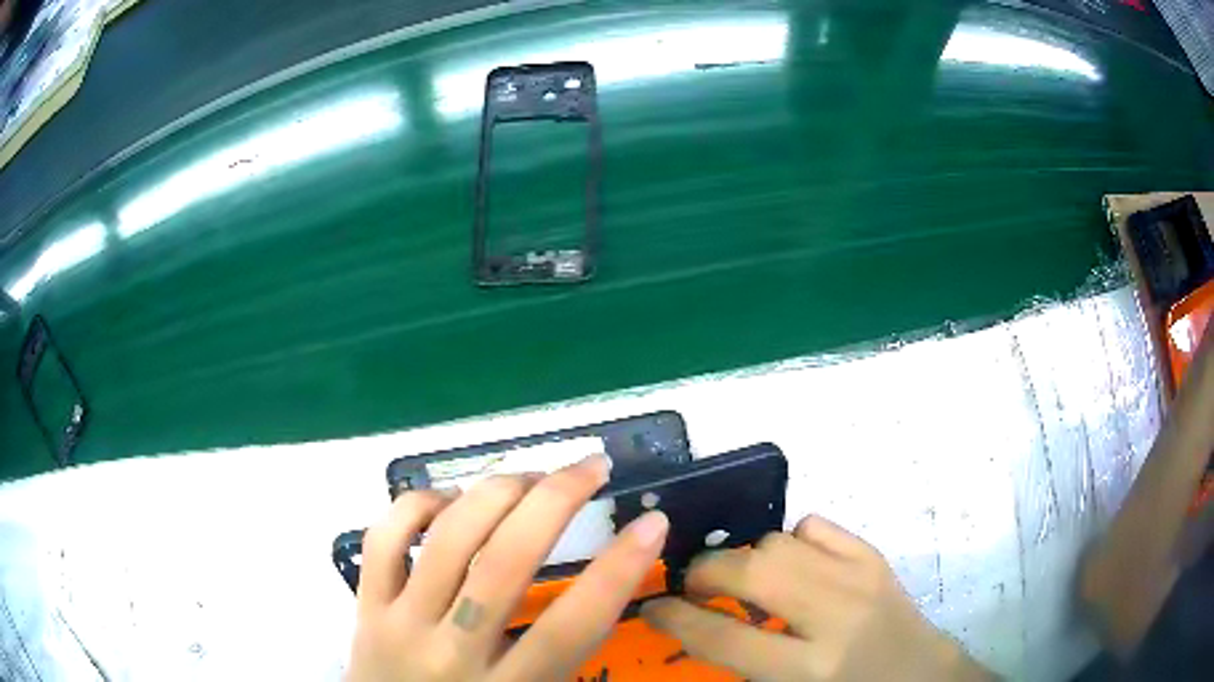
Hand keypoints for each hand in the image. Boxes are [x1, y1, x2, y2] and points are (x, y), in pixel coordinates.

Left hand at [347, 453, 668, 680]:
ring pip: (447, 540)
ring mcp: (401, 622)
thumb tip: (605, 586)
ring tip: (530, 477)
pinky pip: (384, 539)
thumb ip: (565, 656)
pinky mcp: (365, 605)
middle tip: (590, 467)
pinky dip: (419, 504)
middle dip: (556, 500)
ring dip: (496, 491)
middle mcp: (453, 652)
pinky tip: (450, 500)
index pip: (572, 626)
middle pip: (505, 564)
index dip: (618, 570)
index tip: (651, 523)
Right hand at [641, 516, 991, 680]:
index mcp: (810, 669)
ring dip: (749, 560)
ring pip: (778, 542)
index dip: (676, 618)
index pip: (725, 638)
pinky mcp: (874, 556)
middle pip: (751, 571)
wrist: (920, 675)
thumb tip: (693, 627)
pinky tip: (794, 565)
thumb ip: (742, 662)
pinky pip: (815, 526)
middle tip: (694, 588)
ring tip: (747, 583)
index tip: (651, 607)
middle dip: (705, 573)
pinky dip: (791, 540)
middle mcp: (835, 616)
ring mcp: (859, 577)